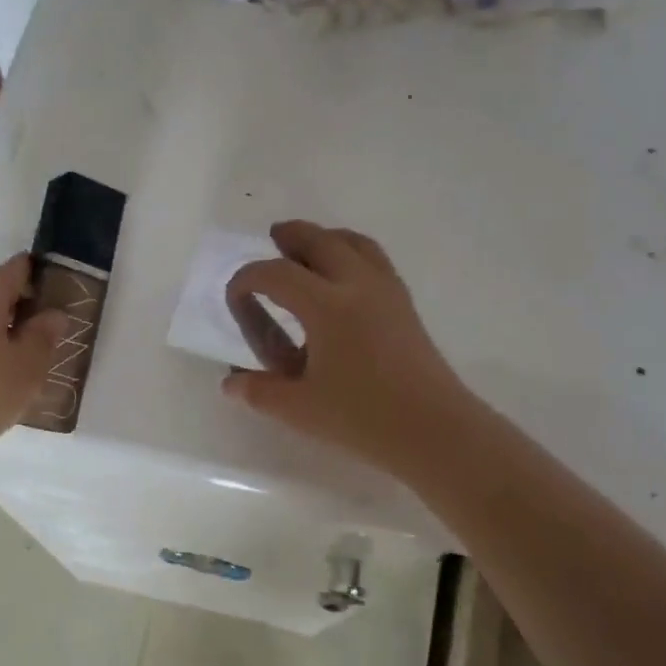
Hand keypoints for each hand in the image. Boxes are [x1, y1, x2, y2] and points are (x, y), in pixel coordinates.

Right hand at [223, 221, 471, 476]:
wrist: (435, 429)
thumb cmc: (363, 418)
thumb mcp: (300, 409)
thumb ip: (260, 392)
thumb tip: (230, 384)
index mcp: (326, 306)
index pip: (276, 274)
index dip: (247, 279)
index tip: (235, 297)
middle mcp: (357, 285)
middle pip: (320, 240)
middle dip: (291, 236)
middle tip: (272, 238)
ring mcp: (386, 291)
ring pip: (353, 242)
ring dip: (325, 237)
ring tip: (308, 247)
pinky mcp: (405, 304)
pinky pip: (374, 258)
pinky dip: (351, 251)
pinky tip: (344, 276)